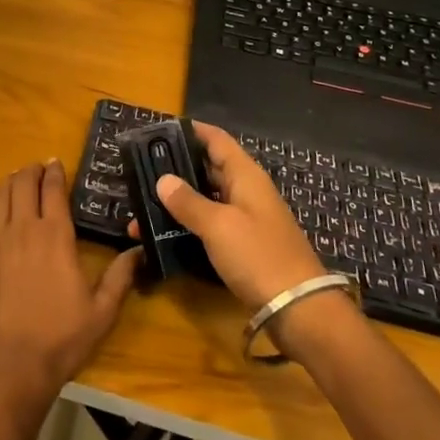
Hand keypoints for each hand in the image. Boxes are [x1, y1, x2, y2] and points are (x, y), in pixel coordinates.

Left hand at [0, 161, 142, 422]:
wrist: (6, 369)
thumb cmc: (59, 341)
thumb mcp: (101, 313)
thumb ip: (120, 277)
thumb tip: (139, 250)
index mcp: (55, 237)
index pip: (53, 191)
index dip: (55, 173)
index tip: (56, 163)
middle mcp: (23, 230)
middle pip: (23, 186)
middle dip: (30, 172)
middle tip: (36, 169)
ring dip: (9, 184)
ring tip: (15, 180)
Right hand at [145, 122, 327, 311]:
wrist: (299, 309)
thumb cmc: (258, 256)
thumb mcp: (219, 226)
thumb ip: (189, 202)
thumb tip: (163, 180)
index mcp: (245, 176)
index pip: (216, 140)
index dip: (191, 131)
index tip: (159, 131)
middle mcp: (246, 191)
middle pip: (208, 169)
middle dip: (176, 168)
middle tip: (140, 170)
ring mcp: (245, 219)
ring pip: (206, 199)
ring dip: (177, 202)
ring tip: (142, 206)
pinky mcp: (242, 246)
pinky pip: (209, 225)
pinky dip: (187, 225)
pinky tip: (162, 235)